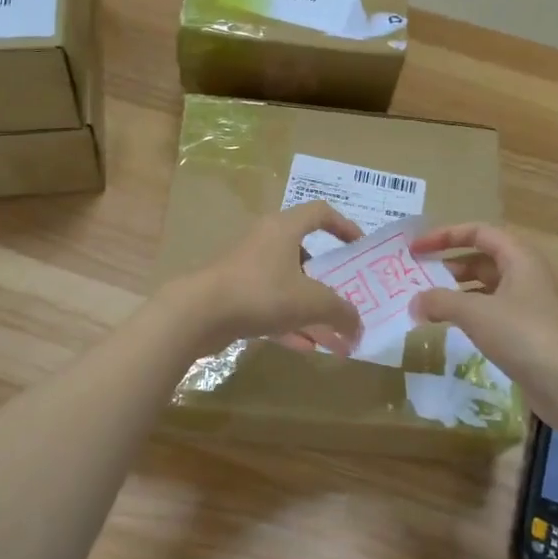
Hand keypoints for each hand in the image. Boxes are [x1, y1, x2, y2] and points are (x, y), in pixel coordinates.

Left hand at [168, 202, 364, 355]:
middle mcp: (265, 241)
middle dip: (326, 275)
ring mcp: (246, 267)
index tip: (358, 247)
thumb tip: (358, 328)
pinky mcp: (233, 293)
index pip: (319, 212)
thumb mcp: (311, 302)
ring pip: (286, 282)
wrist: (199, 313)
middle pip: (303, 251)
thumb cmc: (261, 292)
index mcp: (284, 228)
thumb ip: (341, 312)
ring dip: (309, 305)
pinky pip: (269, 304)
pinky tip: (305, 346)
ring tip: (330, 329)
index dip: (343, 225)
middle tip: (345, 293)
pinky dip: (289, 322)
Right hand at [408, 223, 557, 421]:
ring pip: (485, 288)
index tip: (416, 248)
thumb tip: (414, 302)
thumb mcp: (475, 312)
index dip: (445, 235)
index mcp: (519, 258)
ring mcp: (527, 305)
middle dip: (448, 264)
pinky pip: (490, 313)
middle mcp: (525, 275)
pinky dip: (468, 314)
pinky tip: (450, 327)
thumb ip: (440, 301)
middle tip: (416, 277)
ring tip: (426, 303)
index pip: (479, 232)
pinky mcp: (526, 333)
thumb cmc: (523, 335)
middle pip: (481, 259)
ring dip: (456, 292)